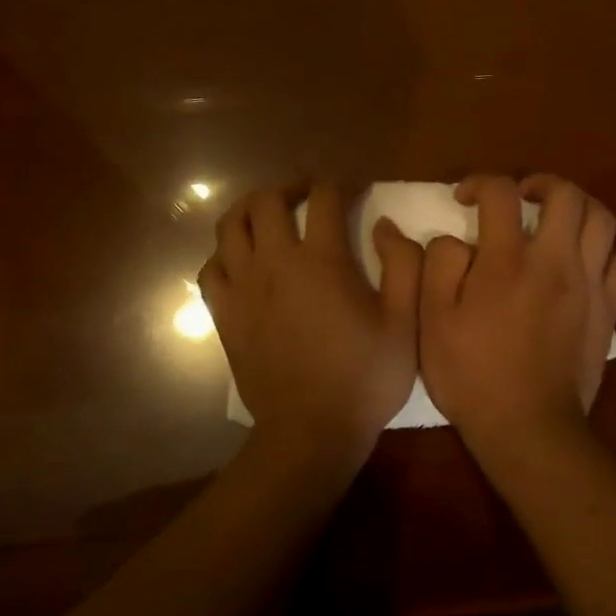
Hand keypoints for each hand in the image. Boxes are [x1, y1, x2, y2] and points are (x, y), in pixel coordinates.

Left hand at [199, 183, 424, 472]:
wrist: (310, 433)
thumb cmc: (364, 379)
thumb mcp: (404, 323)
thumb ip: (403, 265)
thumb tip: (384, 225)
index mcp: (322, 261)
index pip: (325, 197)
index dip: (341, 183)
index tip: (355, 188)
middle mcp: (275, 263)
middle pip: (266, 200)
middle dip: (289, 186)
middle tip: (307, 194)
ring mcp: (243, 288)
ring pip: (230, 226)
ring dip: (250, 209)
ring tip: (269, 215)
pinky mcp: (224, 315)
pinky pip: (211, 268)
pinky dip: (224, 253)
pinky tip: (241, 260)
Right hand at [419, 174, 615, 461]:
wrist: (528, 427)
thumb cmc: (472, 373)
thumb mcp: (432, 320)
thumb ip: (438, 265)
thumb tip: (453, 237)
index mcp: (507, 260)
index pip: (501, 192)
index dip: (480, 183)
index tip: (465, 198)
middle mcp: (555, 261)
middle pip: (566, 194)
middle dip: (540, 183)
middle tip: (519, 198)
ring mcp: (589, 285)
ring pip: (602, 220)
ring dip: (576, 208)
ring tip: (554, 221)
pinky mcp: (608, 310)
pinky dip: (601, 249)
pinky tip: (580, 262)